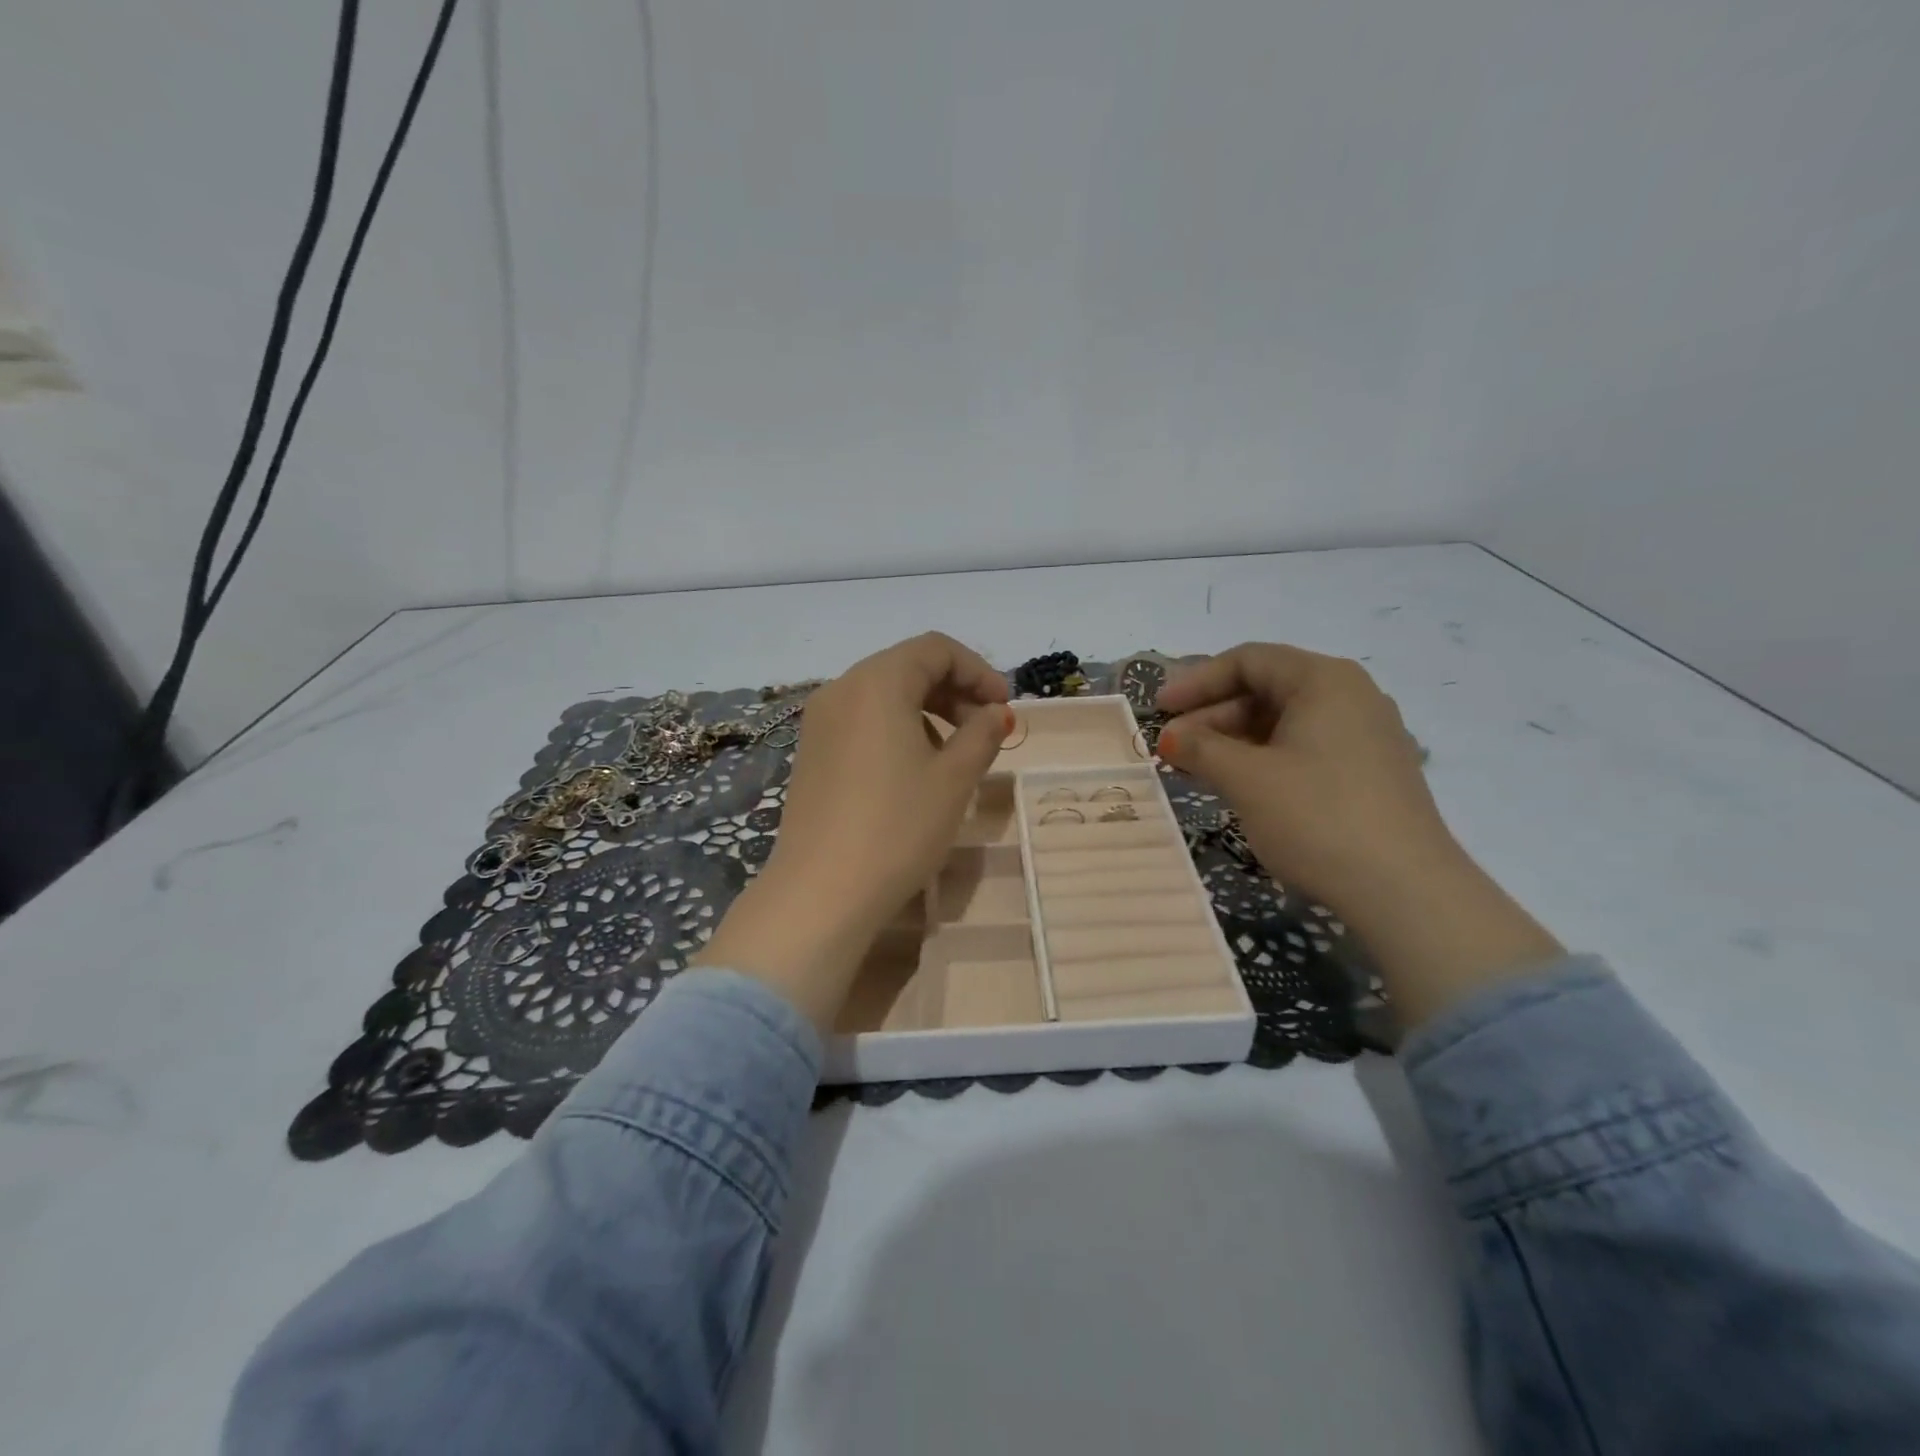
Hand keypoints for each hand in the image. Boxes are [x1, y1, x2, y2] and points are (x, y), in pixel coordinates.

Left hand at [697, 633, 1011, 1030]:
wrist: (822, 892)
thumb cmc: (897, 827)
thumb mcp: (954, 778)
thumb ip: (982, 734)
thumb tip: (996, 713)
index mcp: (877, 682)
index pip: (935, 649)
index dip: (978, 671)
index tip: (1003, 708)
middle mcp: (841, 689)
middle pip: (907, 667)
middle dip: (953, 691)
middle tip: (985, 731)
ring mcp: (820, 722)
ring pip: (884, 695)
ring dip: (927, 711)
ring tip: (954, 755)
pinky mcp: (811, 753)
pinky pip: (862, 721)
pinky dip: (897, 729)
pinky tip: (914, 770)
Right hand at [1158, 643, 1560, 1026]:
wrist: (1404, 891)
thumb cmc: (1316, 817)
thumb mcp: (1245, 779)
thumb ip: (1199, 748)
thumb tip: (1170, 737)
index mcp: (1324, 680)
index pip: (1248, 660)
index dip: (1195, 682)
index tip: (1159, 710)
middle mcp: (1351, 696)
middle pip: (1267, 688)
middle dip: (1212, 715)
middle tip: (1173, 746)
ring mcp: (1366, 735)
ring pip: (1284, 722)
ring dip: (1234, 740)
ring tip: (1196, 769)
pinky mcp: (1372, 772)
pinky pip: (1305, 748)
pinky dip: (1264, 759)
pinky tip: (1239, 785)